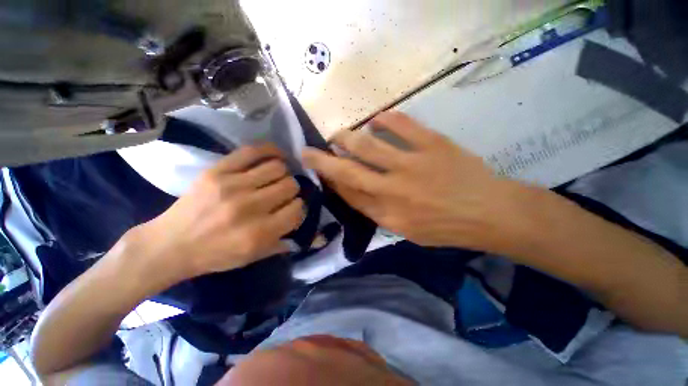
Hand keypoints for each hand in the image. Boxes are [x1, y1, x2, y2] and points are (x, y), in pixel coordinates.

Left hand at [134, 144, 303, 278]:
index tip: (293, 208)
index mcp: (260, 232)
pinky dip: (270, 151)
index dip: (299, 208)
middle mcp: (250, 207)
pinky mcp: (218, 171)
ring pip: (278, 168)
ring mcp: (233, 186)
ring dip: (283, 173)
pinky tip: (276, 155)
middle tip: (283, 194)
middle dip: (292, 190)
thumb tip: (316, 234)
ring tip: (277, 178)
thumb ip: (285, 243)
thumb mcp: (254, 257)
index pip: (298, 209)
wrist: (170, 245)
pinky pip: (253, 151)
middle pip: (290, 186)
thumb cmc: (216, 255)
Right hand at [303, 111, 519, 249]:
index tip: (321, 170)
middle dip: (323, 160)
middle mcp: (392, 189)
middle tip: (309, 149)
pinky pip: (401, 125)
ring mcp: (411, 165)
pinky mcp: (432, 145)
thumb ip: (378, 211)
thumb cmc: (445, 228)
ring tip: (337, 134)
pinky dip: (384, 119)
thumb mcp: (406, 231)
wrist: (489, 214)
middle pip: (348, 171)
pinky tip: (375, 119)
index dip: (331, 180)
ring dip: (346, 137)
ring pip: (367, 146)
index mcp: (387, 213)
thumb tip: (355, 190)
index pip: (348, 193)